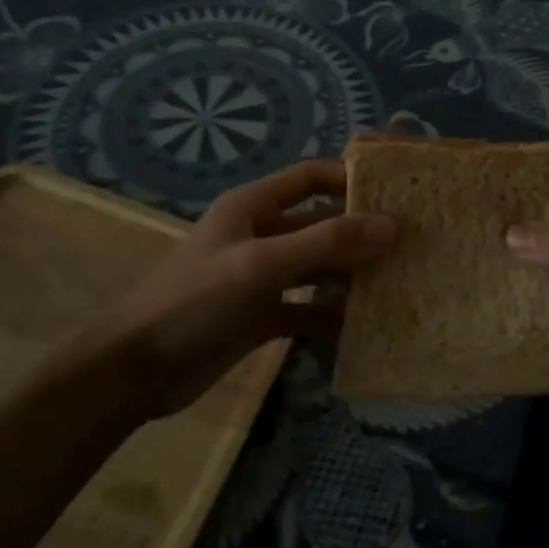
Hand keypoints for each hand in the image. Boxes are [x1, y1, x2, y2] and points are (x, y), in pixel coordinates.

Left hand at [68, 161, 395, 417]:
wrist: (136, 370)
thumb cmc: (195, 300)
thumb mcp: (262, 264)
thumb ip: (325, 244)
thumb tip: (391, 226)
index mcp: (253, 207)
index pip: (311, 177)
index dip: (350, 179)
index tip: (397, 193)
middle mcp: (261, 235)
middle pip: (320, 224)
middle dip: (360, 231)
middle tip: (411, 242)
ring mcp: (261, 277)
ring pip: (318, 267)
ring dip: (351, 274)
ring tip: (399, 280)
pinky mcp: (261, 316)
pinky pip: (307, 308)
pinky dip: (332, 313)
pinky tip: (364, 323)